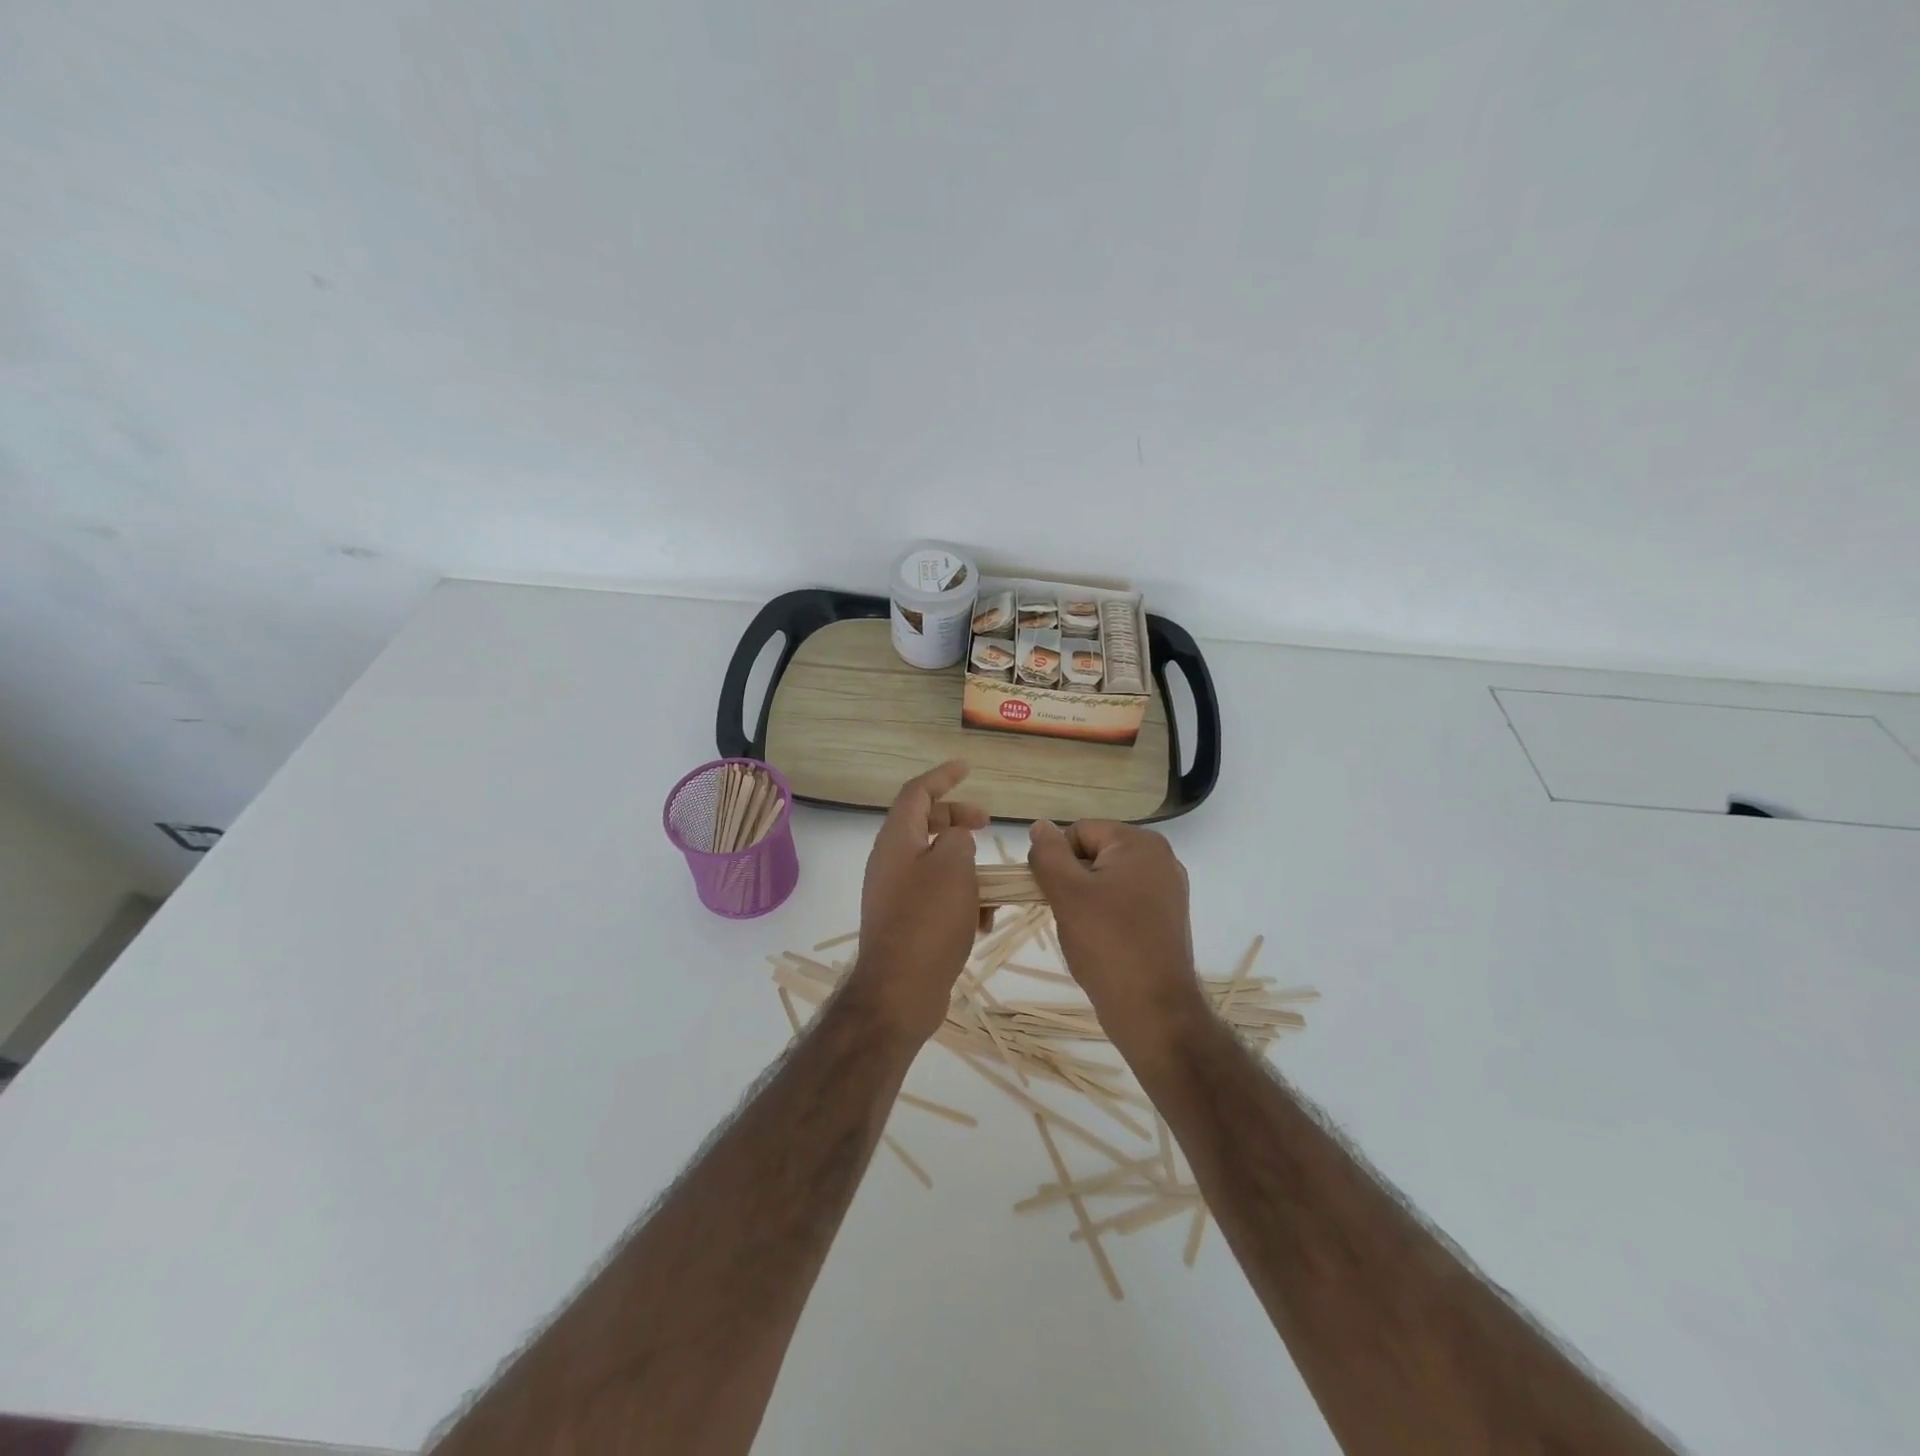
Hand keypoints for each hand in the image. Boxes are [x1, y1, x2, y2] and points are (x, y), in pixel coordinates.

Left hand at [849, 761, 989, 1042]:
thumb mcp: (953, 866)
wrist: (900, 991)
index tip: (966, 768)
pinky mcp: (906, 922)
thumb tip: (956, 838)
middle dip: (958, 820)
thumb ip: (958, 839)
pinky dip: (961, 899)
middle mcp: (891, 862)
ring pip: (936, 864)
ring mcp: (896, 894)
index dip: (942, 776)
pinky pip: (937, 897)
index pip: (916, 792)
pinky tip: (983, 922)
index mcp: (896, 840)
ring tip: (993, 886)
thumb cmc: (928, 920)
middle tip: (986, 824)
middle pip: (925, 824)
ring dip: (967, 868)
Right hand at [1027, 819, 1205, 1054]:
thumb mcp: (1067, 893)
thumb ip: (1048, 853)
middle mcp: (1161, 858)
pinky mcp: (1166, 918)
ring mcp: (1167, 890)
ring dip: (1086, 901)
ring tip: (1086, 932)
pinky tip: (1102, 943)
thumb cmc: (1107, 944)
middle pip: (1094, 854)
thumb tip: (1040, 825)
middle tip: (1069, 916)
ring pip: (1105, 880)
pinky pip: (1123, 902)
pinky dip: (1105, 917)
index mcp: (1141, 843)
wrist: (1153, 1011)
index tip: (1055, 896)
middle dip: (1073, 881)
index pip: (1079, 832)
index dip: (1058, 861)